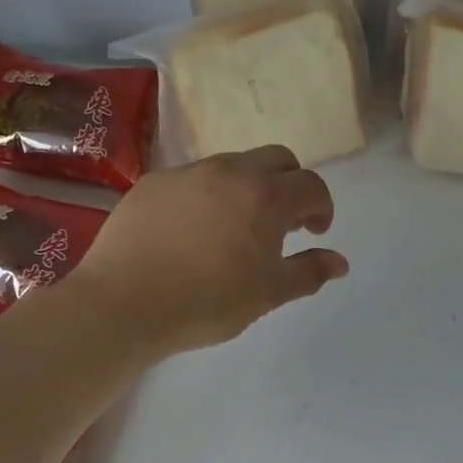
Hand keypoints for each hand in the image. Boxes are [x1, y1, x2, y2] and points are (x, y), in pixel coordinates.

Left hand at [66, 146, 348, 356]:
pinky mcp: (153, 182)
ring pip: (232, 164)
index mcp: (265, 196)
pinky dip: (207, 194)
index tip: (314, 231)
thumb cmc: (205, 303)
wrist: (123, 303)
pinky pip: (193, 178)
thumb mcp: (267, 294)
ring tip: (235, 225)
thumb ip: (308, 272)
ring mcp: (187, 173)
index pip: (310, 184)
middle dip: (290, 183)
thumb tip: (339, 262)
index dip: (321, 206)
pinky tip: (192, 229)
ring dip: (248, 186)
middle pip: (276, 159)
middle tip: (282, 221)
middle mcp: (230, 171)